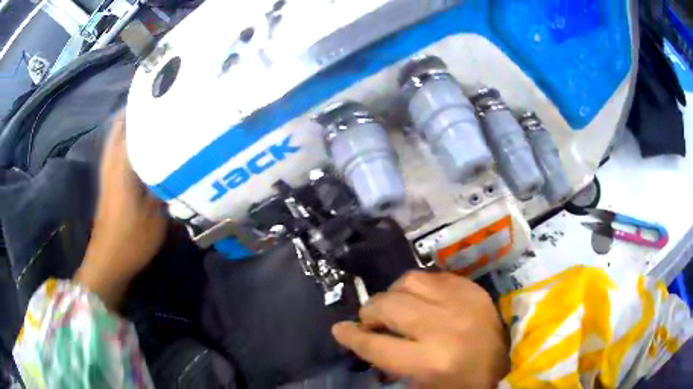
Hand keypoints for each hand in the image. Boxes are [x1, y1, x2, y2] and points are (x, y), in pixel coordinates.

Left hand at [75, 114, 167, 307]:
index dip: (146, 109)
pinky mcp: (107, 181)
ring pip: (115, 137)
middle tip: (159, 104)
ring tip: (150, 117)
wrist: (107, 261)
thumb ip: (165, 184)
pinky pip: (114, 150)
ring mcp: (107, 171)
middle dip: (136, 111)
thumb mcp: (156, 216)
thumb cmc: (132, 240)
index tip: (164, 97)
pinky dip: (124, 140)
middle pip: (120, 126)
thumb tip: (175, 162)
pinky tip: (138, 144)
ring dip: (129, 124)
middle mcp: (112, 162)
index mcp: (123, 166)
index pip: (132, 126)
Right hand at [332, 271, 508, 388]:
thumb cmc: (462, 384)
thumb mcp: (421, 384)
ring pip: (408, 282)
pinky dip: (418, 287)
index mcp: (430, 361)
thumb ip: (389, 362)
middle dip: (369, 313)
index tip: (340, 329)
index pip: (376, 344)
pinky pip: (432, 276)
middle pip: (388, 306)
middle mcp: (443, 327)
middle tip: (370, 322)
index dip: (352, 336)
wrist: (507, 364)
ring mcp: (461, 301)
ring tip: (396, 308)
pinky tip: (421, 300)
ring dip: (393, 295)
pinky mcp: (472, 288)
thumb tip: (362, 340)